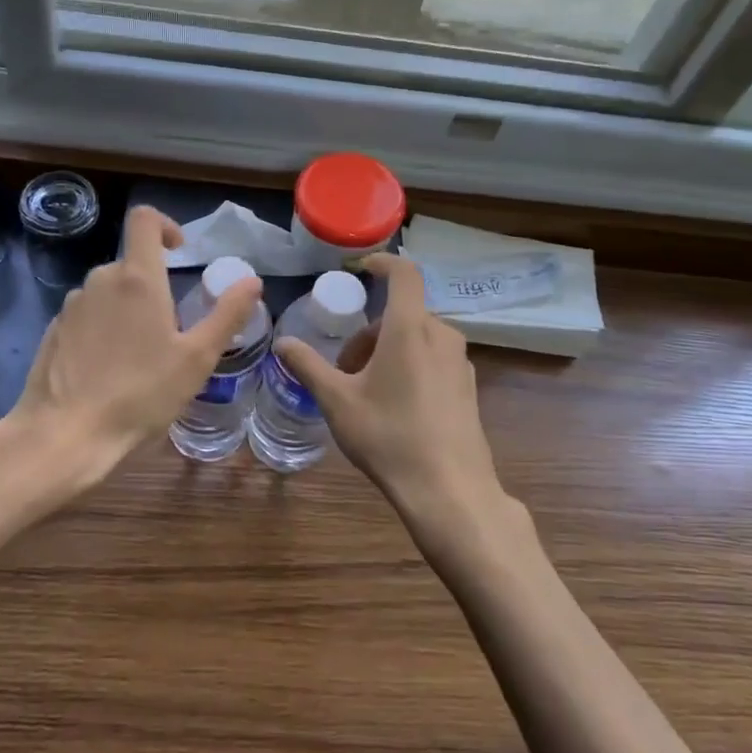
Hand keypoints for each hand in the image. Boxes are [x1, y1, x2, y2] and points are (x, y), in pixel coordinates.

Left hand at [5, 206, 261, 490]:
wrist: (65, 435)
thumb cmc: (140, 394)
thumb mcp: (197, 358)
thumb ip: (227, 314)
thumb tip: (252, 281)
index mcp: (137, 278)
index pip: (144, 220)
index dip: (165, 225)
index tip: (180, 253)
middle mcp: (100, 280)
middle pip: (131, 264)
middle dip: (153, 285)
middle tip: (172, 330)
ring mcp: (72, 306)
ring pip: (108, 292)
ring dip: (128, 310)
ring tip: (141, 357)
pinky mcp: (53, 331)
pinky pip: (87, 316)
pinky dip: (103, 330)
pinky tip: (109, 371)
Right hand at [274, 254, 516, 558]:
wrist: (450, 491)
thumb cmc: (388, 437)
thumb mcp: (337, 401)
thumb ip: (308, 366)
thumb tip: (282, 342)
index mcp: (411, 328)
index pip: (404, 273)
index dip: (383, 262)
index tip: (361, 269)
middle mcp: (441, 336)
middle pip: (403, 314)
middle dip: (370, 331)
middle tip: (345, 367)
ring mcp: (460, 362)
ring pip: (419, 338)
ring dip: (389, 350)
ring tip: (366, 391)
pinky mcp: (469, 387)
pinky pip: (435, 360)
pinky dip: (411, 366)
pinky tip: (396, 407)